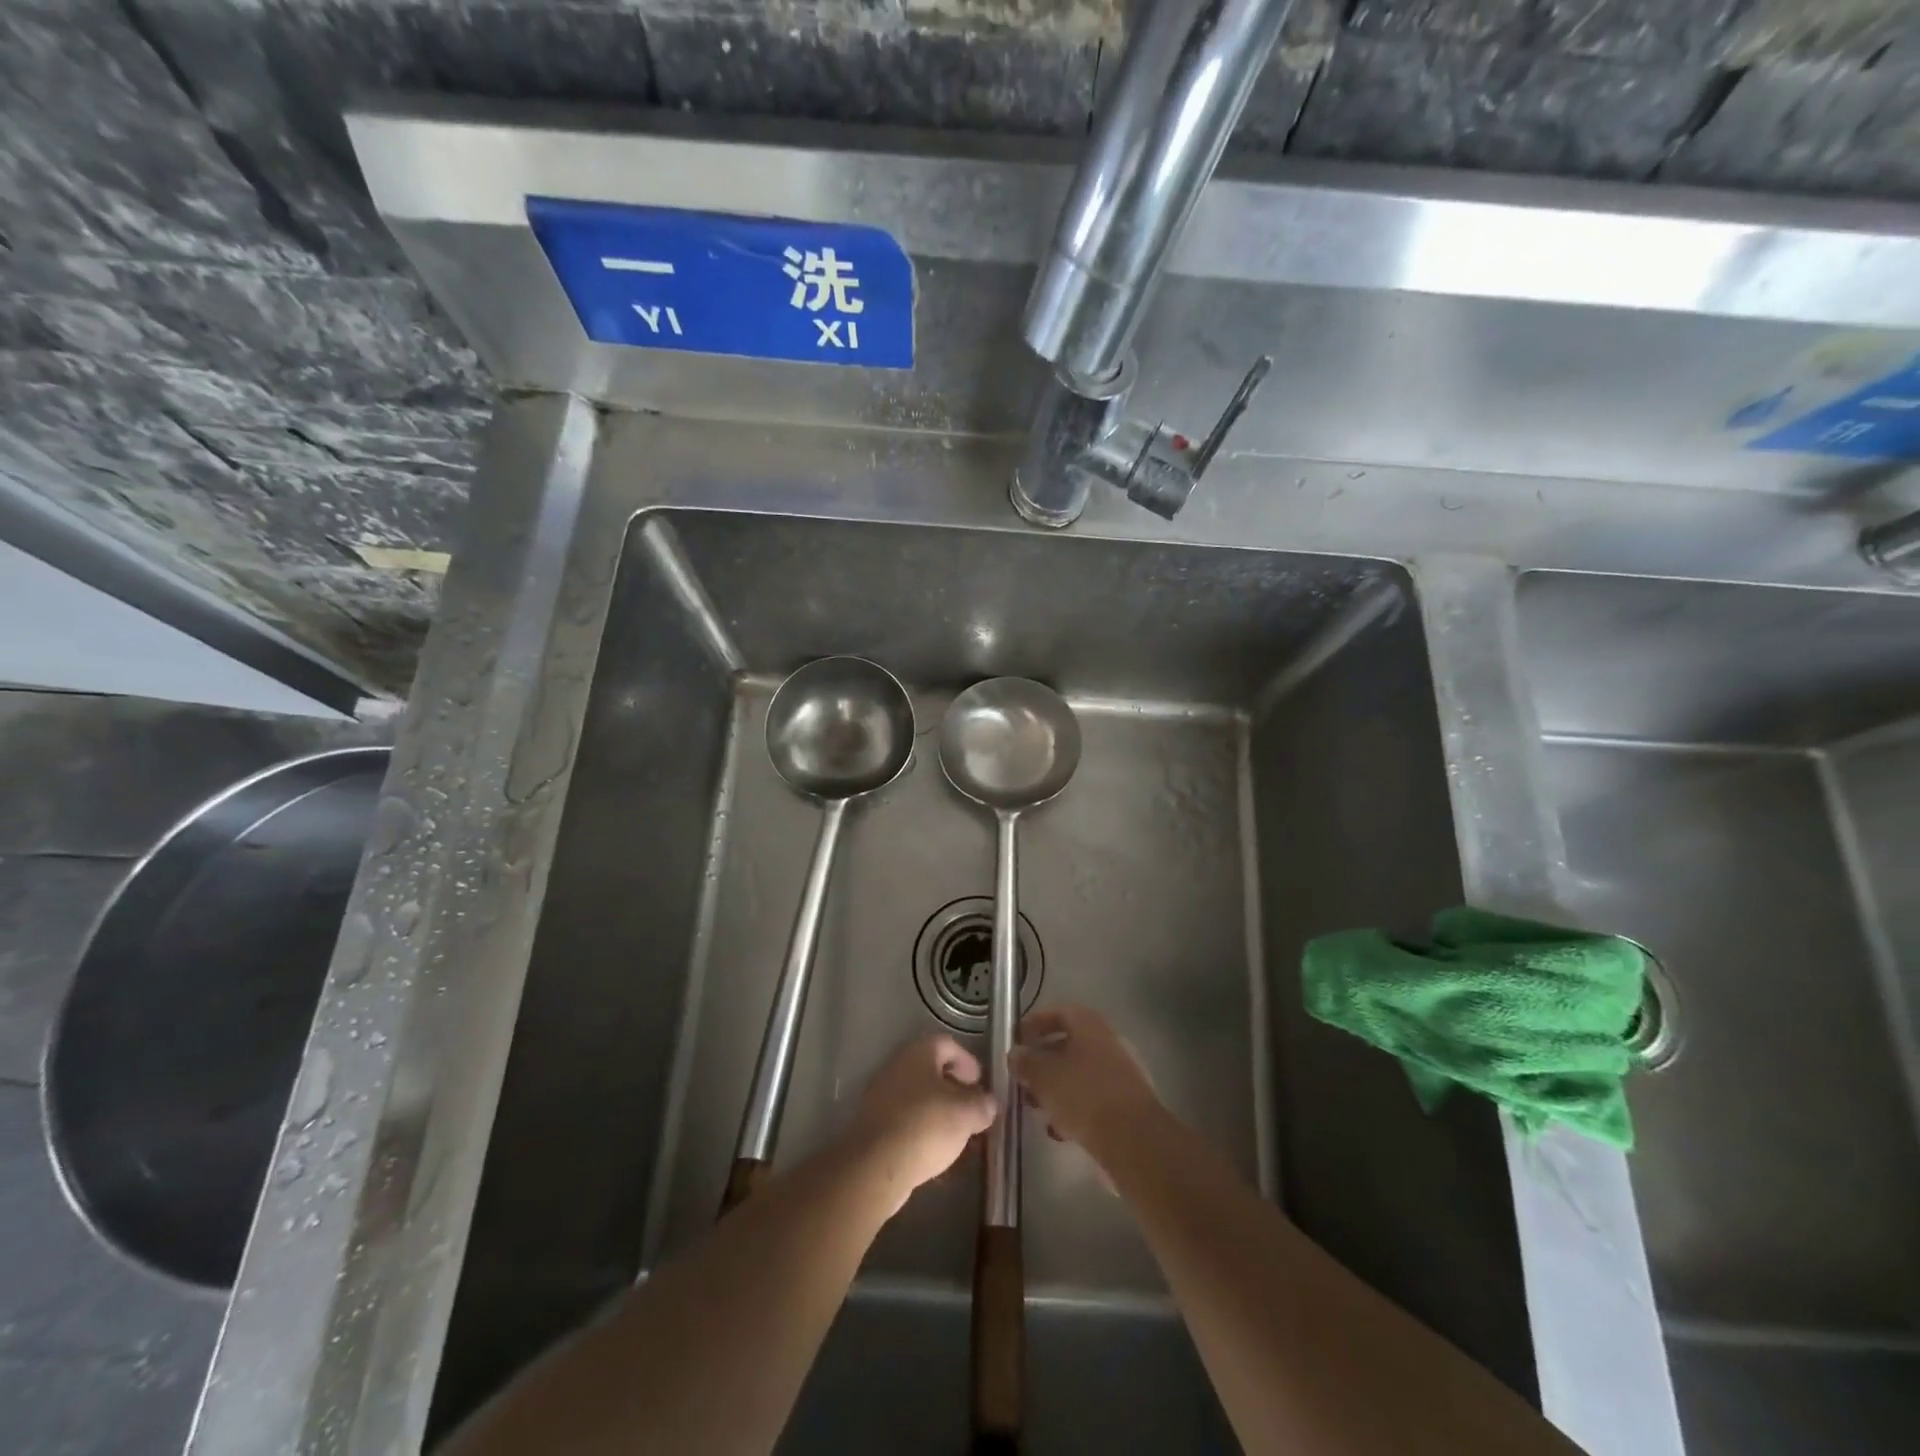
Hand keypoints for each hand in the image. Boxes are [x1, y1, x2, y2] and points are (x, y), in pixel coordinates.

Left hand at [845, 1033, 996, 1215]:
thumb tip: (988, 1103)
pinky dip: (921, 1132)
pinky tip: (935, 1156)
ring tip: (957, 1138)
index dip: (968, 1061)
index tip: (980, 1084)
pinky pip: (904, 1121)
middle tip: (972, 1111)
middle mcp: (897, 1067)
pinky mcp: (873, 1125)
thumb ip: (982, 1104)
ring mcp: (881, 1096)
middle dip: (954, 1090)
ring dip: (938, 1113)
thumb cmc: (926, 1126)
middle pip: (931, 1071)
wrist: (875, 1165)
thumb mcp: (966, 1114)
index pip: (947, 1044)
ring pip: (918, 1098)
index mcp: (919, 1053)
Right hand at [1009, 1005, 1160, 1159]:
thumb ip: (1025, 1062)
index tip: (1015, 1040)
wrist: (1133, 1138)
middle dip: (1042, 1061)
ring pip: (1079, 1072)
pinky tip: (1059, 1129)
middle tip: (1022, 1077)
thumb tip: (1015, 1054)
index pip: (1057, 1012)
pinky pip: (1092, 1096)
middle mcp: (1107, 1041)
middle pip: (1068, 1044)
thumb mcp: (1043, 1076)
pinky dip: (1074, 1107)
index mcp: (1089, 1024)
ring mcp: (1120, 1071)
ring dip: (1055, 1086)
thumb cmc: (1083, 1094)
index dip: (1033, 1024)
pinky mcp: (1126, 1102)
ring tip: (1036, 1107)